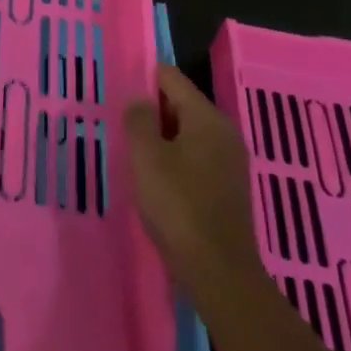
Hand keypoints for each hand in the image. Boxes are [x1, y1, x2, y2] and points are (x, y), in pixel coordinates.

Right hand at [125, 63, 265, 311]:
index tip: (120, 90)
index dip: (144, 78)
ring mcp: (230, 160)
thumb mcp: (146, 157)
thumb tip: (141, 101)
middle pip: (182, 104)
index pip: (171, 78)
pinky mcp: (230, 186)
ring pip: (189, 133)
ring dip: (163, 138)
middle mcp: (224, 131)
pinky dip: (177, 159)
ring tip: (136, 153)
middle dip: (153, 111)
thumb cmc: (178, 206)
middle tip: (123, 125)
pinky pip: (197, 157)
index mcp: (206, 116)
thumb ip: (139, 119)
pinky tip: (158, 180)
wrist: (219, 273)